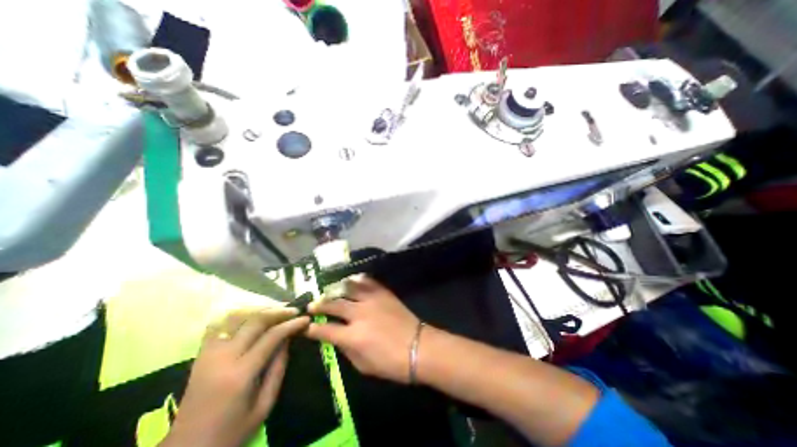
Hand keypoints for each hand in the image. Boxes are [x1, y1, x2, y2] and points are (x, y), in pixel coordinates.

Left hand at [163, 308, 310, 446]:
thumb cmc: (231, 432)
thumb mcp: (264, 406)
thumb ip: (278, 369)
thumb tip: (288, 340)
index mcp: (241, 374)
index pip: (272, 336)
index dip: (291, 324)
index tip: (305, 319)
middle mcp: (223, 358)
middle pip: (255, 321)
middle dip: (278, 311)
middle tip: (294, 310)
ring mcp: (208, 354)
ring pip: (237, 317)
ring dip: (259, 310)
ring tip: (276, 309)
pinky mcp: (200, 355)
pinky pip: (219, 325)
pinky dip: (237, 316)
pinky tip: (250, 316)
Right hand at [303, 278, 418, 382]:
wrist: (418, 346)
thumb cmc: (391, 363)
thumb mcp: (363, 366)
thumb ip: (347, 350)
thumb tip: (337, 337)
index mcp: (353, 336)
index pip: (326, 329)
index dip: (314, 328)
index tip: (308, 326)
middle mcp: (360, 314)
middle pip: (334, 304)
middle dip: (320, 304)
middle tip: (312, 304)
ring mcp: (373, 300)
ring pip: (349, 288)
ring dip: (336, 288)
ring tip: (329, 290)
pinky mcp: (384, 293)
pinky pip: (368, 282)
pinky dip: (358, 280)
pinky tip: (352, 280)